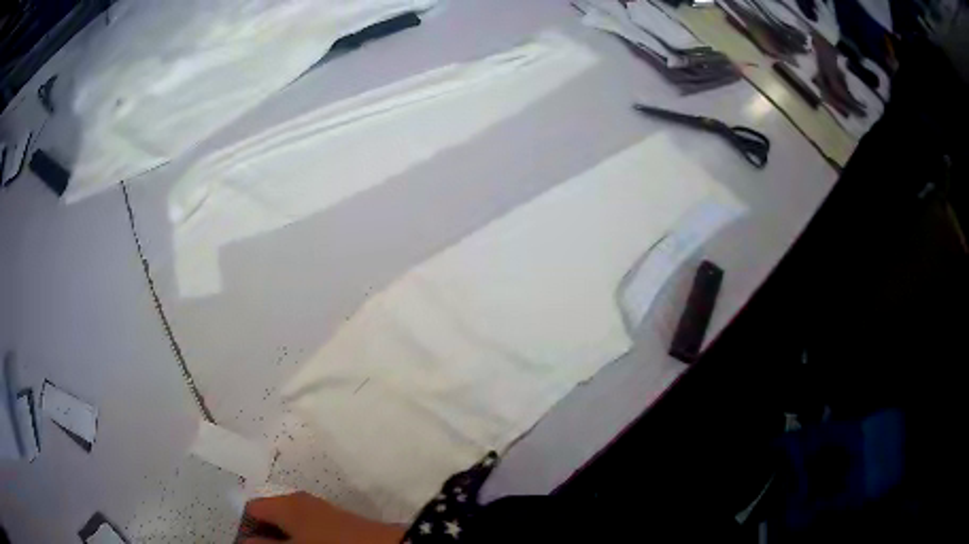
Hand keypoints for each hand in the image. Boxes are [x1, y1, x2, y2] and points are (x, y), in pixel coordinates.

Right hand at [242, 492, 404, 543]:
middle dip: (265, 536)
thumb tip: (243, 542)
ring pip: (291, 526)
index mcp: (286, 503)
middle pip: (271, 517)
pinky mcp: (340, 524)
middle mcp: (301, 502)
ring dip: (283, 540)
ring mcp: (322, 512)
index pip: (252, 509)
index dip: (245, 528)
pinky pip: (310, 531)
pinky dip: (302, 540)